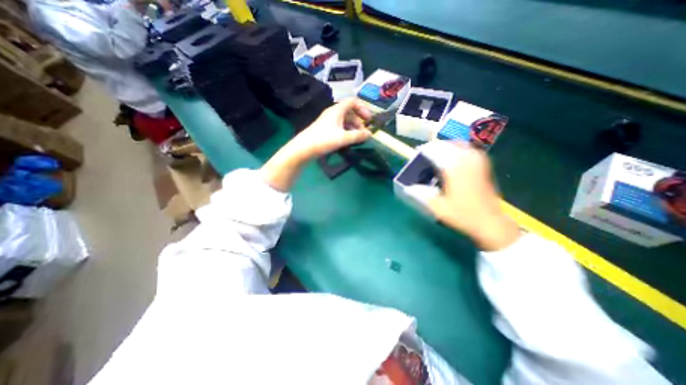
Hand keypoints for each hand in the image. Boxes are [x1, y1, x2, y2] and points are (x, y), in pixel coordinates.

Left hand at [261, 99, 369, 192]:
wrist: (303, 149)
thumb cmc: (323, 140)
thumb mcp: (343, 138)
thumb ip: (358, 136)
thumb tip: (370, 134)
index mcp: (337, 110)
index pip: (352, 102)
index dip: (362, 108)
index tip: (368, 120)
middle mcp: (332, 113)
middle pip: (349, 112)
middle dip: (358, 122)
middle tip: (363, 134)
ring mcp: (328, 122)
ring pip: (344, 121)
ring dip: (353, 128)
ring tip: (357, 139)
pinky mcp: (325, 130)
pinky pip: (339, 127)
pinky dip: (346, 132)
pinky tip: (347, 142)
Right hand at [406, 141, 519, 252]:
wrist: (490, 222)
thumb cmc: (463, 215)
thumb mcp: (438, 207)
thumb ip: (421, 194)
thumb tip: (408, 187)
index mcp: (454, 167)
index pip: (434, 150)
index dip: (423, 151)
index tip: (414, 155)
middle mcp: (467, 158)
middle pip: (445, 145)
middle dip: (433, 148)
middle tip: (422, 156)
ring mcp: (477, 159)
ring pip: (456, 144)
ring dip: (444, 147)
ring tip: (434, 155)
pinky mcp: (483, 163)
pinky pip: (466, 148)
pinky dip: (455, 150)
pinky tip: (449, 158)